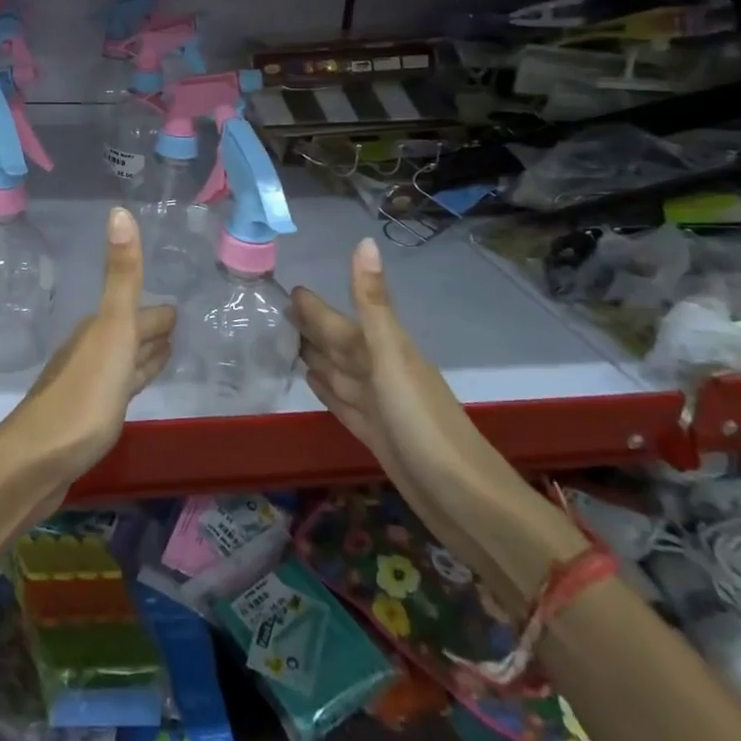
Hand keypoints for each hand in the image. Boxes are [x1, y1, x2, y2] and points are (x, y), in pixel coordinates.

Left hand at [0, 208, 175, 512]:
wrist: (37, 461)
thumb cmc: (83, 395)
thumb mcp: (112, 330)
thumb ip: (122, 276)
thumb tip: (119, 210)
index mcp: (99, 330)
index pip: (138, 313)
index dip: (159, 314)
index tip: (180, 309)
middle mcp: (91, 351)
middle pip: (130, 335)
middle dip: (153, 331)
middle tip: (181, 330)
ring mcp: (88, 386)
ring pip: (123, 363)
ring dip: (143, 357)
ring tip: (167, 355)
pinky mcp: (87, 419)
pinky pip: (118, 391)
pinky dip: (132, 383)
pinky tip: (132, 392)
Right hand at [293, 238, 585, 617]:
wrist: (465, 500)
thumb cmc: (423, 424)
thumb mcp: (392, 357)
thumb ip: (372, 303)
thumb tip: (365, 240)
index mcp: (382, 350)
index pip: (338, 321)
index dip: (314, 306)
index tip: (286, 286)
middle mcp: (379, 372)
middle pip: (337, 344)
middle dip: (310, 326)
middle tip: (275, 310)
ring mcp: (378, 405)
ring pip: (338, 371)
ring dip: (315, 355)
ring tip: (286, 341)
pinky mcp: (375, 435)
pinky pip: (343, 402)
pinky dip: (326, 389)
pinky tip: (312, 381)